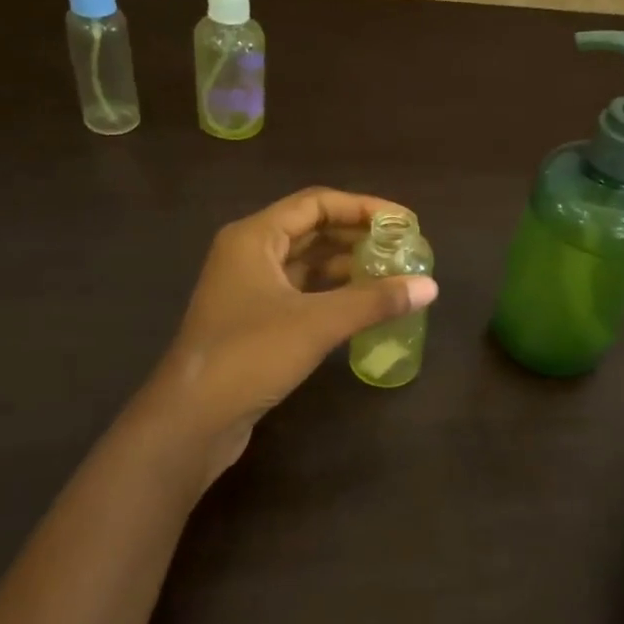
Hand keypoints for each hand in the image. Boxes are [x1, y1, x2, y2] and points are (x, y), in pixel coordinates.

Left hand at [146, 188, 437, 474]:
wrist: (193, 419)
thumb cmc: (250, 356)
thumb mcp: (317, 323)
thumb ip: (375, 301)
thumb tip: (430, 286)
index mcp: (254, 237)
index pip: (316, 204)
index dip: (363, 207)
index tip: (405, 222)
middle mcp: (249, 254)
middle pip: (311, 230)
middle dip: (357, 236)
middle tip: (403, 248)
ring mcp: (249, 289)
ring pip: (306, 264)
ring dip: (347, 265)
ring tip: (392, 274)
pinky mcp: (255, 321)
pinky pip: (301, 293)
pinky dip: (333, 293)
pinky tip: (364, 305)